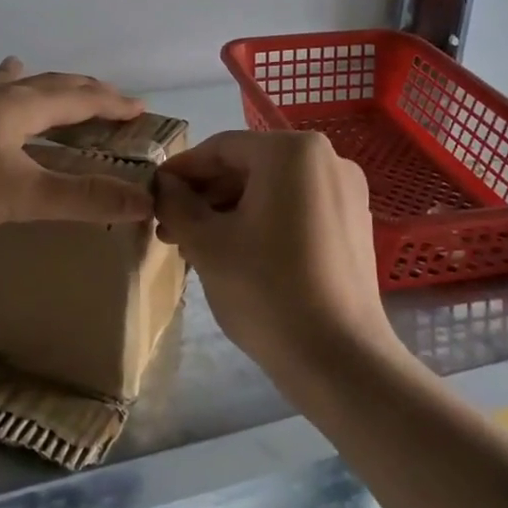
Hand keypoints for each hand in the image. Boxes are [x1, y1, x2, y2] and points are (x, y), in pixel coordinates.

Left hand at [0, 58, 154, 230]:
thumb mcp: (22, 196)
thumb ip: (83, 199)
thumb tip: (145, 201)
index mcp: (19, 108)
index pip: (78, 99)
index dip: (111, 103)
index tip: (139, 107)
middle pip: (42, 84)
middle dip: (76, 88)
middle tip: (99, 91)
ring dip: (17, 78)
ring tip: (21, 68)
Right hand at [154, 130, 394, 376]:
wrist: (339, 359)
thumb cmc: (265, 290)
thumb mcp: (206, 243)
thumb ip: (176, 203)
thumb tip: (164, 185)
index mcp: (291, 151)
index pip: (221, 148)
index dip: (181, 171)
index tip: (153, 194)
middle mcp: (327, 159)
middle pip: (249, 167)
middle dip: (205, 196)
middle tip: (169, 229)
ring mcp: (346, 192)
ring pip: (271, 190)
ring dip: (229, 211)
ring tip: (195, 246)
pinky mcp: (353, 224)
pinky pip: (296, 209)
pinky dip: (262, 222)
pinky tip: (235, 254)